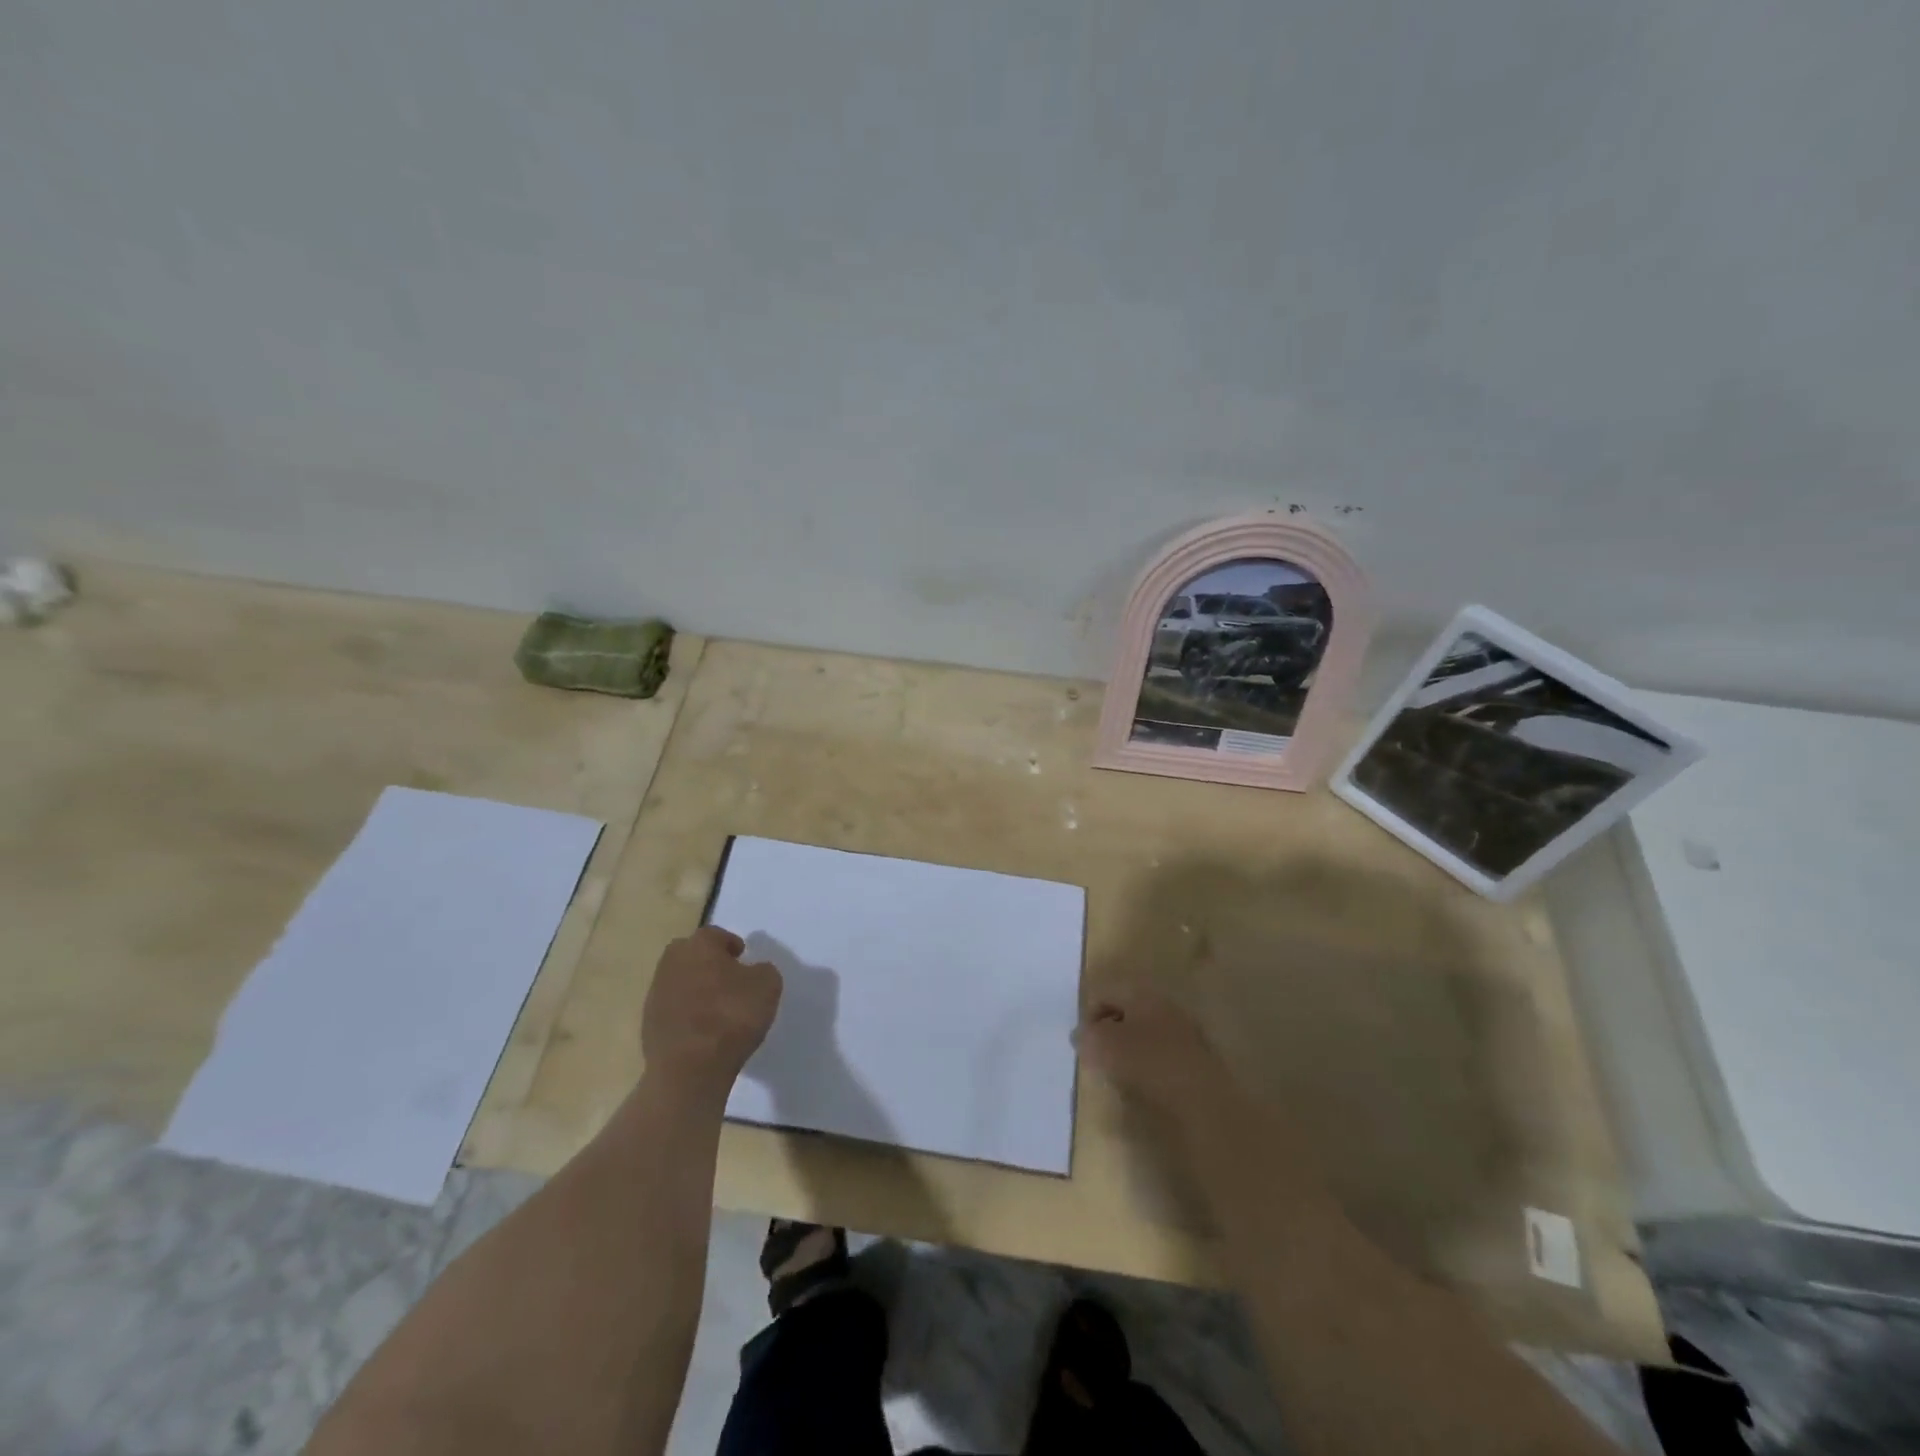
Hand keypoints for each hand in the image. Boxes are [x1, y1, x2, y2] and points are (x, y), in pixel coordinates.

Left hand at [641, 926, 781, 1096]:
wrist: (689, 1068)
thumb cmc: (731, 1016)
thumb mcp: (768, 986)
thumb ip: (762, 970)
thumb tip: (753, 971)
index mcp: (699, 945)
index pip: (716, 935)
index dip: (731, 945)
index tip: (743, 959)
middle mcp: (672, 962)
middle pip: (692, 955)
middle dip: (709, 963)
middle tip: (729, 980)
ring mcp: (655, 994)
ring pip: (680, 981)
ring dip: (696, 989)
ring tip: (717, 1009)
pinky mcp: (648, 1024)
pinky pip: (672, 1009)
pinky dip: (686, 1014)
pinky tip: (702, 1031)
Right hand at [1077, 985, 1230, 1119]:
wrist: (1201, 1099)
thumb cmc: (1146, 1062)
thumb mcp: (1102, 1046)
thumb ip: (1086, 1036)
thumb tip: (1081, 1035)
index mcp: (1141, 992)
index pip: (1105, 992)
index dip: (1088, 1015)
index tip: (1083, 1044)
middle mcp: (1164, 1003)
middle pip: (1126, 1011)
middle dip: (1109, 1031)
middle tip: (1098, 1057)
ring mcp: (1185, 1029)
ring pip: (1145, 1032)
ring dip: (1129, 1049)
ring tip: (1119, 1074)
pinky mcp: (1196, 1057)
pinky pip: (1162, 1053)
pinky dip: (1149, 1064)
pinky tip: (1145, 1084)